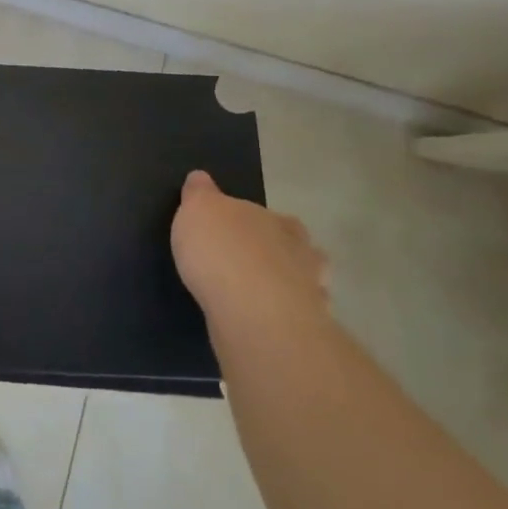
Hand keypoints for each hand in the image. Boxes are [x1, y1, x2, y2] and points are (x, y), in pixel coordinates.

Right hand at [171, 171, 328, 325]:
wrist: (253, 312)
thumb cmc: (222, 250)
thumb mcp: (197, 209)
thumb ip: (200, 194)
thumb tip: (200, 178)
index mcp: (277, 220)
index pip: (269, 215)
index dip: (253, 222)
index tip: (237, 232)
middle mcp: (301, 252)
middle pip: (295, 248)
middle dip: (279, 253)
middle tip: (251, 263)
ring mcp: (310, 293)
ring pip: (304, 284)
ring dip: (287, 287)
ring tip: (259, 297)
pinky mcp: (305, 330)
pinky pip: (294, 319)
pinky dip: (282, 319)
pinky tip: (262, 324)